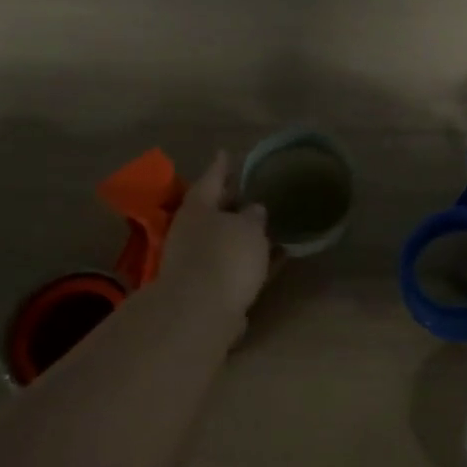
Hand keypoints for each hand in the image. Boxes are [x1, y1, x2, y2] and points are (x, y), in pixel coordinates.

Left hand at [158, 153, 272, 321]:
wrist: (201, 313)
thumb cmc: (225, 256)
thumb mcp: (249, 227)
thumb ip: (253, 216)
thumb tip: (253, 210)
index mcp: (198, 207)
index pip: (211, 178)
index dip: (221, 166)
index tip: (226, 153)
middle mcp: (192, 232)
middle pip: (214, 211)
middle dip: (232, 203)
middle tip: (252, 193)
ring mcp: (196, 262)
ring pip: (224, 241)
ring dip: (242, 235)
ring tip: (268, 227)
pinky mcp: (208, 290)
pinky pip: (233, 266)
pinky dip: (250, 261)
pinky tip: (273, 260)